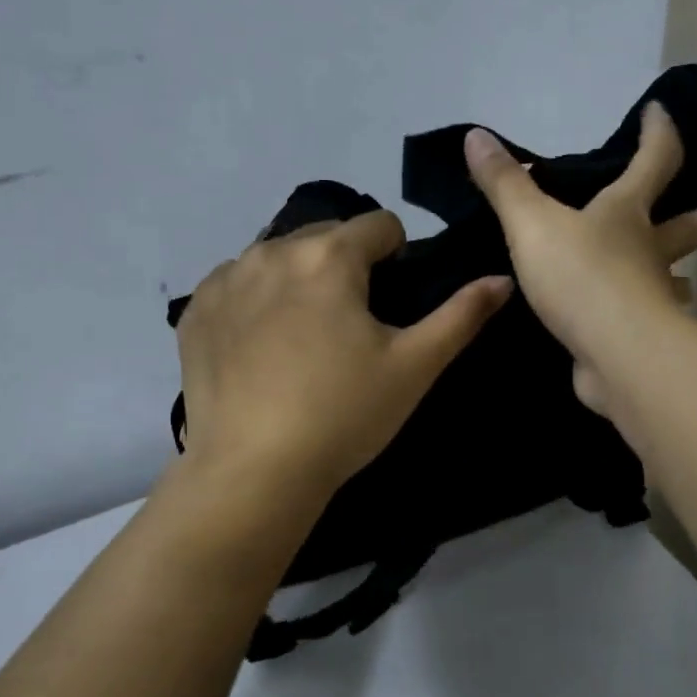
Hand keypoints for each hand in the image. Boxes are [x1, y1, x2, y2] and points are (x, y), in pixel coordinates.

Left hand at [175, 212, 511, 495]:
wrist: (254, 471)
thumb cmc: (344, 415)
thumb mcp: (415, 366)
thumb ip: (462, 315)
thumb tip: (501, 279)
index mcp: (330, 256)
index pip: (379, 225)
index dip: (397, 256)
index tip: (393, 301)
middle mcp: (272, 251)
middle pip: (325, 236)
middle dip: (345, 265)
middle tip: (351, 326)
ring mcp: (226, 279)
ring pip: (277, 257)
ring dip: (298, 278)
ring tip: (304, 337)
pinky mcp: (195, 311)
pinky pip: (234, 284)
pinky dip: (253, 300)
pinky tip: (260, 347)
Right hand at [464, 103, 696, 415]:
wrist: (615, 352)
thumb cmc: (581, 276)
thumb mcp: (532, 224)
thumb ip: (505, 185)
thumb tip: (475, 135)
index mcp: (628, 214)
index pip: (653, 161)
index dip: (657, 133)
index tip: (660, 112)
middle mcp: (650, 253)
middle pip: (687, 228)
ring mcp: (653, 300)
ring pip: (674, 283)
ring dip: (682, 279)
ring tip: (688, 283)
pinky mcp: (642, 340)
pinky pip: (647, 325)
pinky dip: (648, 323)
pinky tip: (635, 332)